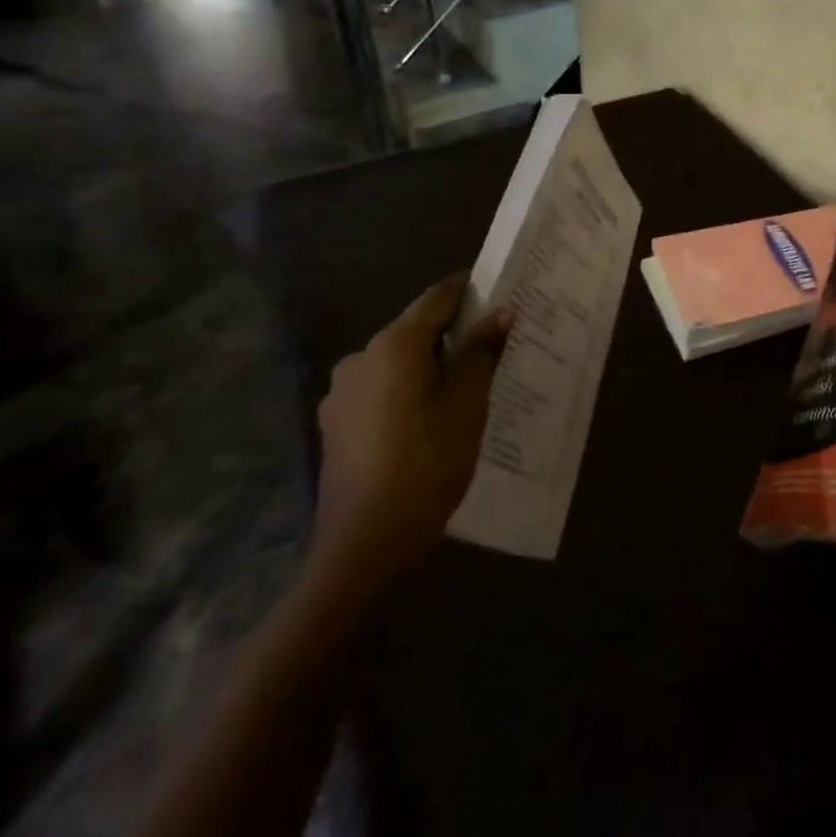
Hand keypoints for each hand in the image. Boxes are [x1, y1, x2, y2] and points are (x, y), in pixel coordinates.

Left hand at [309, 273, 512, 603]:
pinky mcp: (334, 424)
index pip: (437, 298)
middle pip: (414, 330)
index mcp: (393, 345)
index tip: (497, 292)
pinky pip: (379, 389)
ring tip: (462, 388)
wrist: (363, 546)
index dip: (468, 290)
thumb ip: (482, 352)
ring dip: (428, 365)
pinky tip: (426, 419)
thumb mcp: (467, 404)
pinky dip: (406, 390)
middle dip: (452, 333)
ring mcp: (341, 393)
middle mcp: (360, 358)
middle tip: (490, 347)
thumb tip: (500, 312)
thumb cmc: (426, 464)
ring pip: (396, 362)